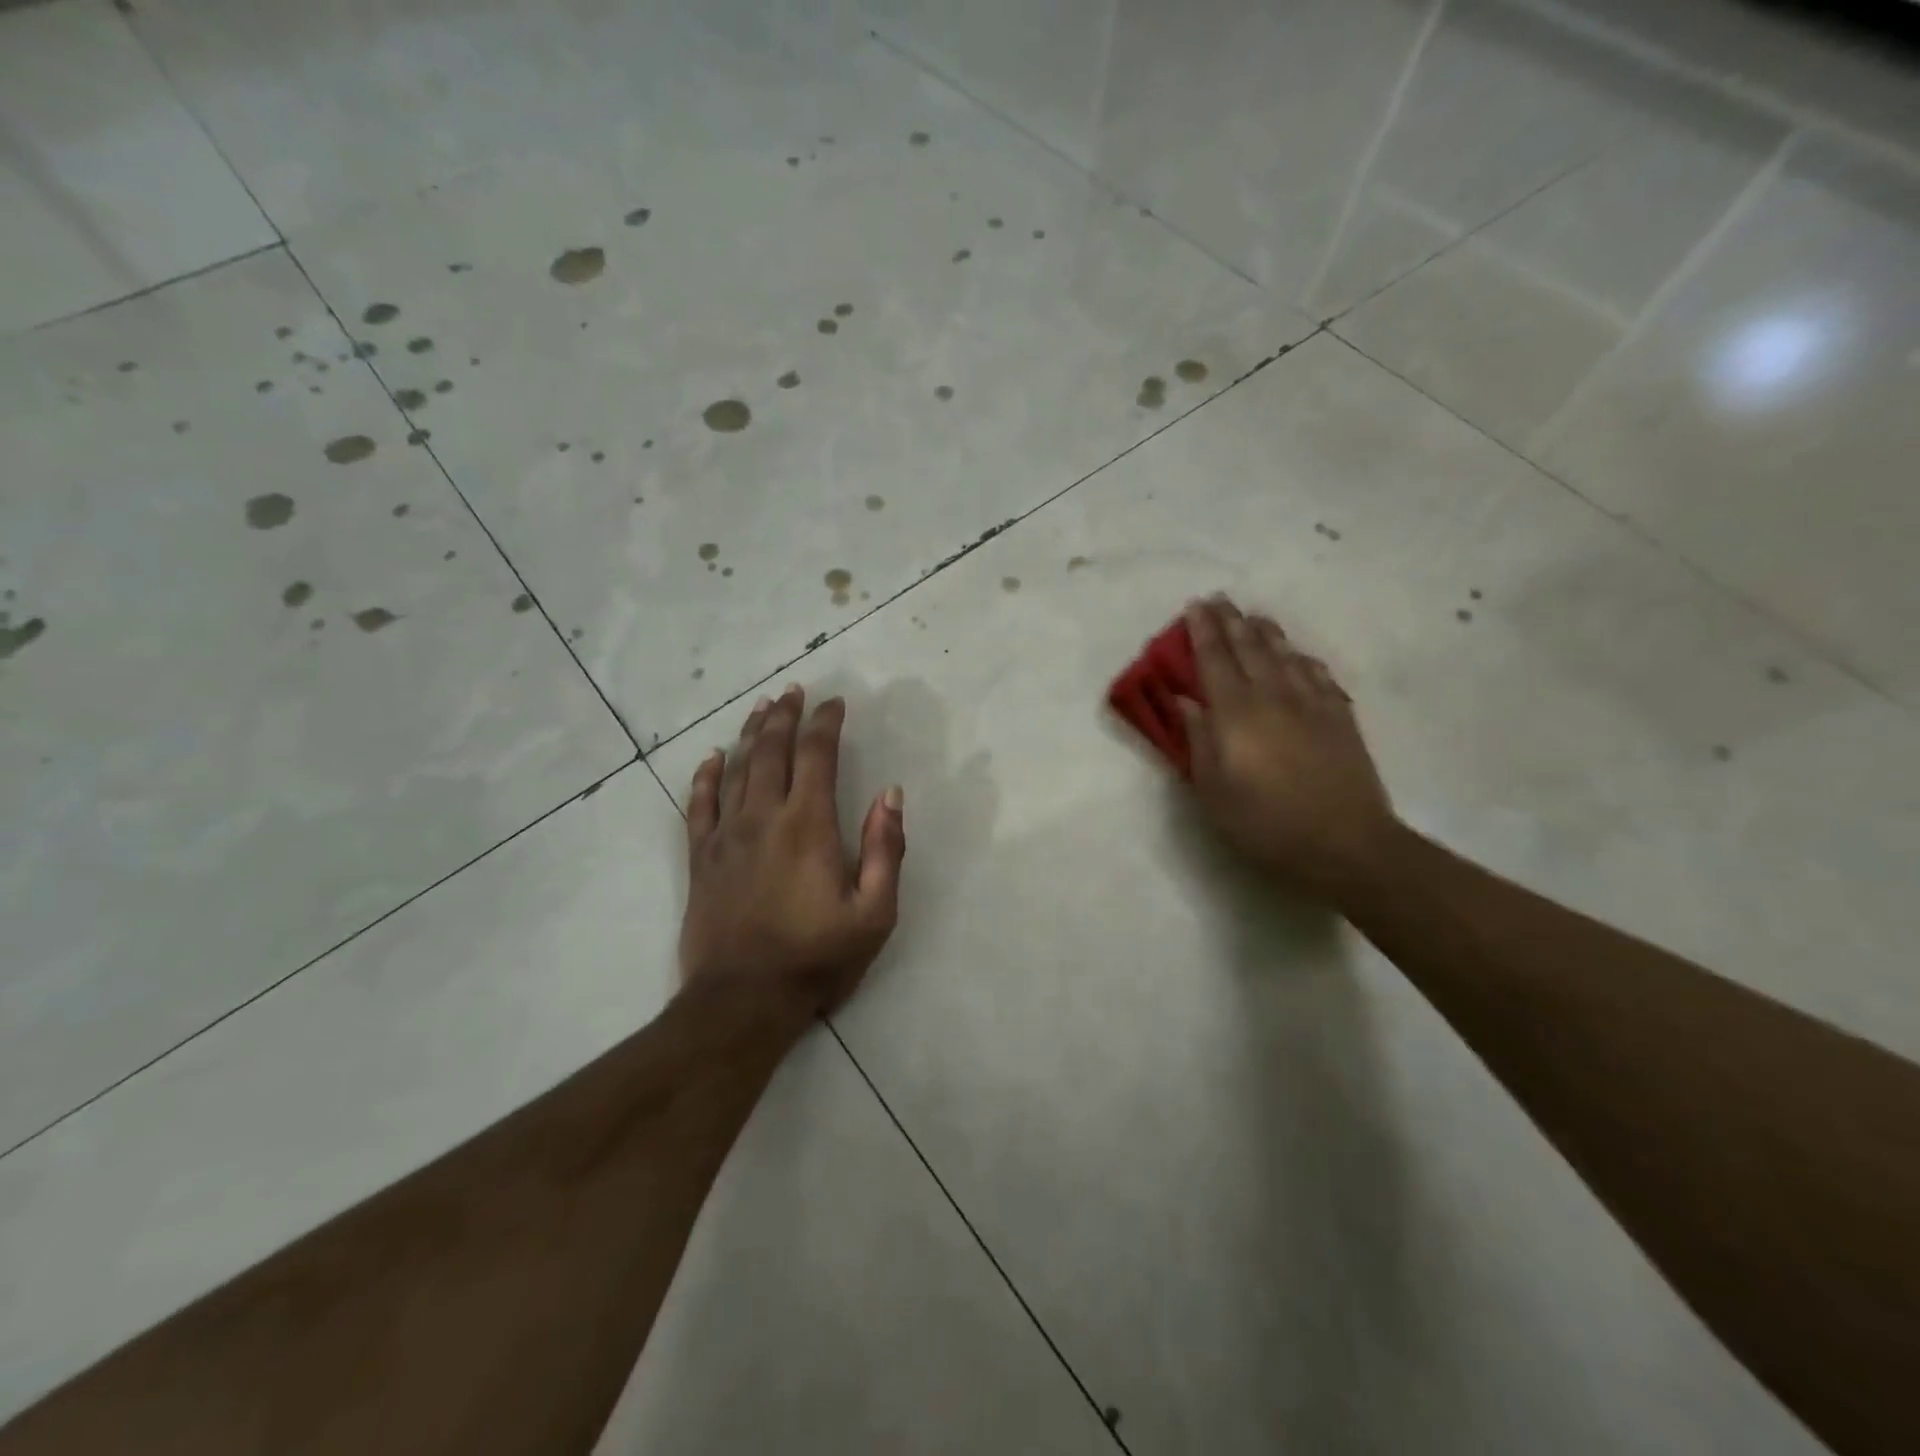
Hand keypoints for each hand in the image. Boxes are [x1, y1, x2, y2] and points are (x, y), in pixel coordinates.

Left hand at [681, 686, 905, 1023]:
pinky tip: (712, 757)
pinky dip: (706, 776)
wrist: (743, 1001)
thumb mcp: (874, 912)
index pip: (817, 755)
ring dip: (751, 734)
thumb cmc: (816, 957)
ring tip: (763, 707)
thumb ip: (885, 849)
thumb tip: (890, 794)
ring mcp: (726, 836)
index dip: (826, 723)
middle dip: (786, 716)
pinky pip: (699, 805)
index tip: (834, 703)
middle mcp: (763, 817)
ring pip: (737, 769)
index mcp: (808, 825)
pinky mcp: (702, 858)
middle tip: (795, 690)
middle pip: (773, 751)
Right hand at [1178, 596, 1398, 902]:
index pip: (1215, 660)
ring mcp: (1312, 704)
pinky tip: (1299, 657)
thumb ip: (1198, 741)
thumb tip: (1185, 701)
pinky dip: (1303, 660)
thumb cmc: (1266, 823)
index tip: (1195, 606)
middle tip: (1220, 600)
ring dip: (1267, 633)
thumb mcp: (1214, 791)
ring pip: (1286, 656)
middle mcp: (1273, 697)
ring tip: (1256, 617)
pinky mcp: (1340, 718)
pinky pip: (1318, 676)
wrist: (1345, 843)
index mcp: (1237, 714)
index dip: (1203, 631)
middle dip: (1232, 622)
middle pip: (1250, 649)